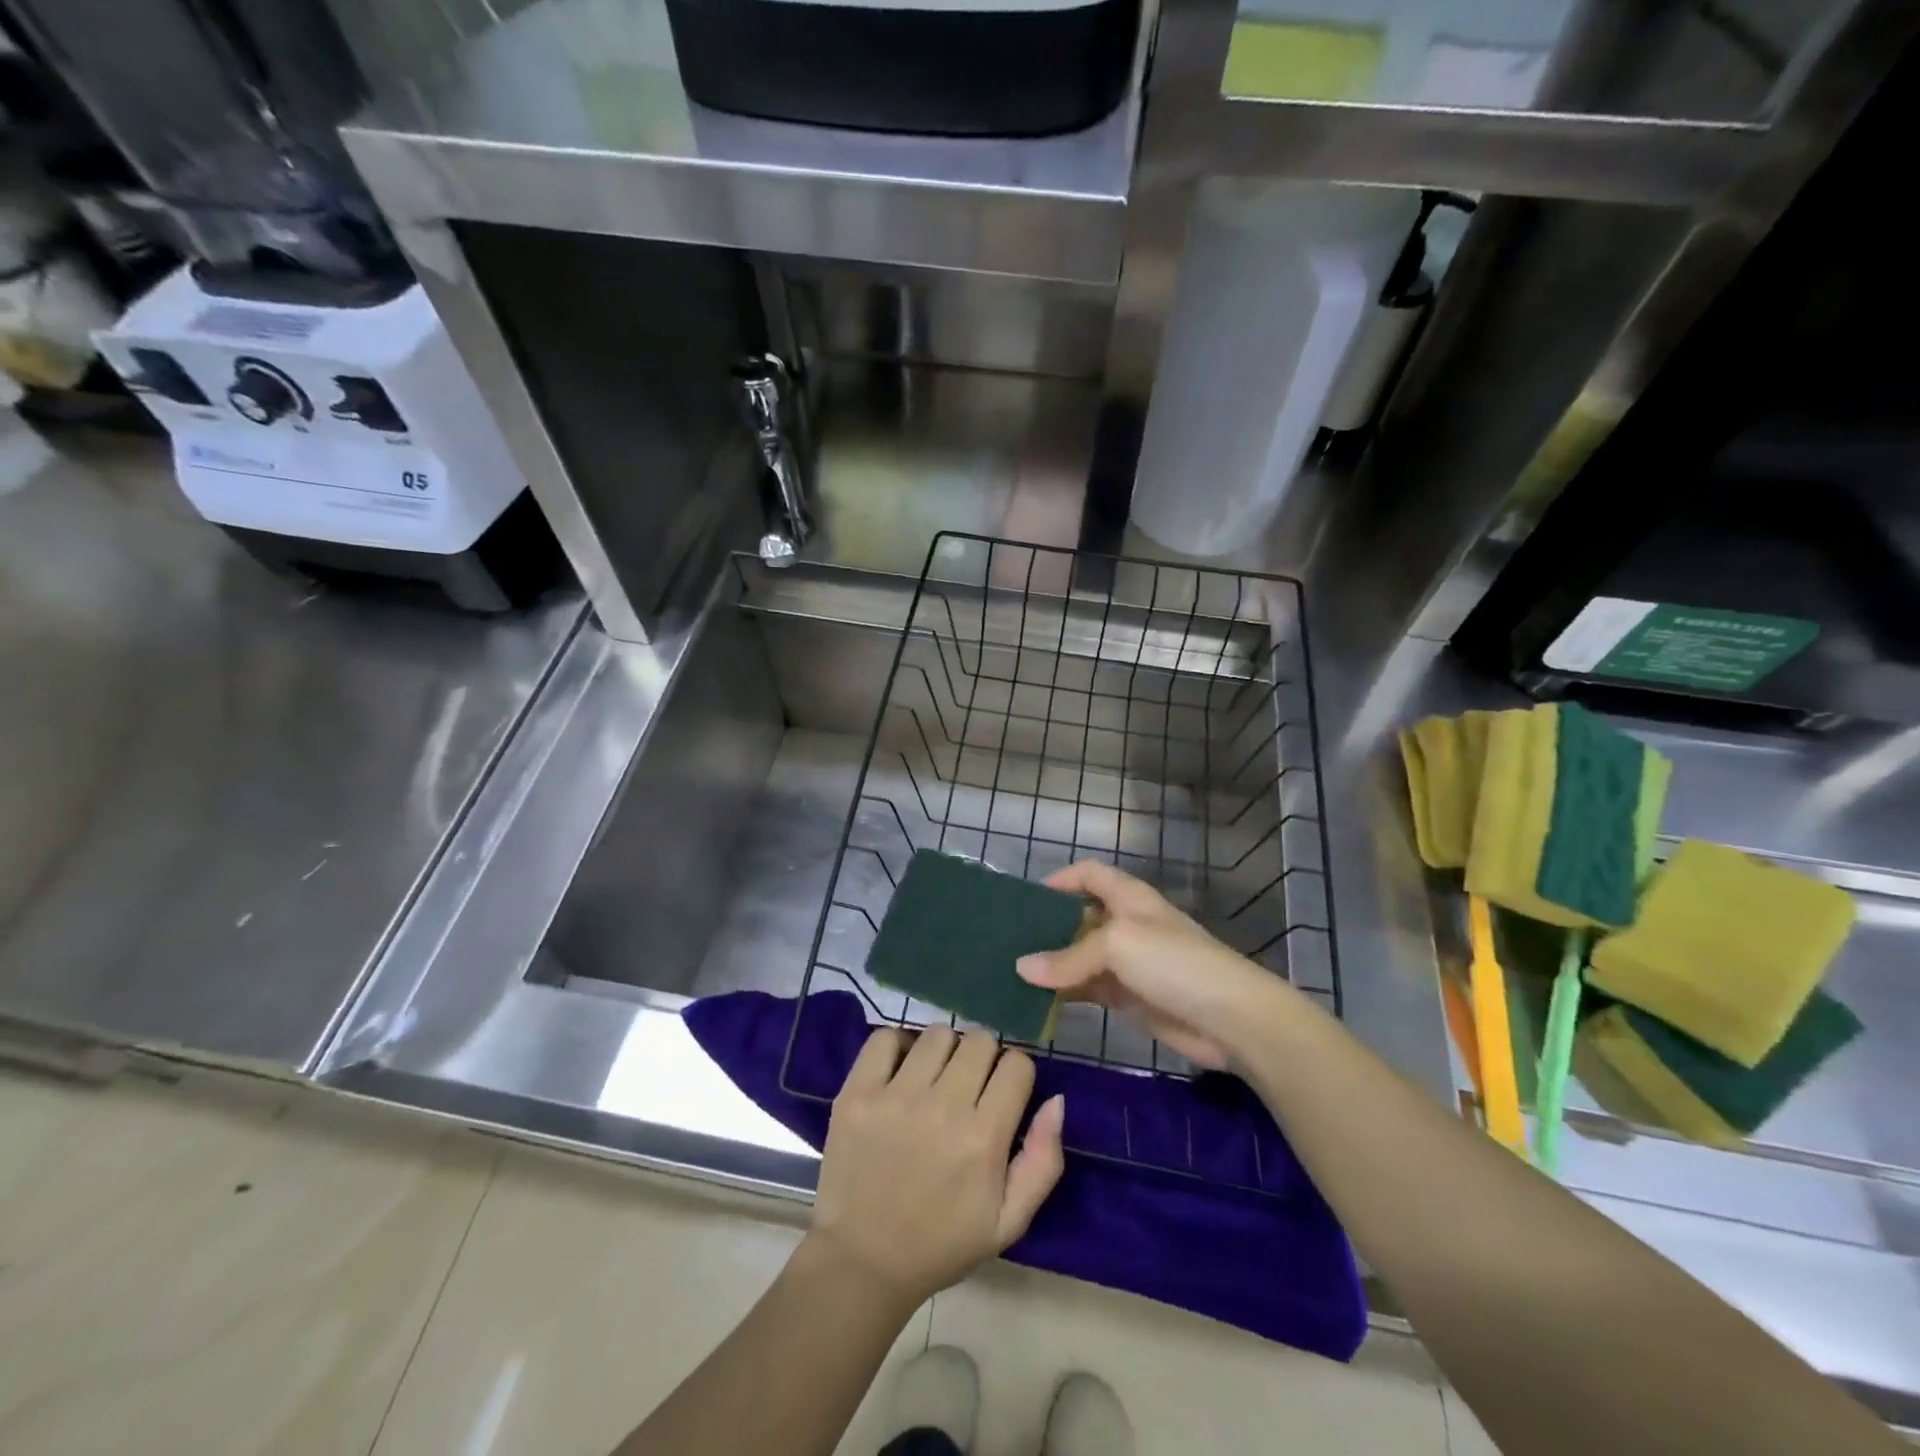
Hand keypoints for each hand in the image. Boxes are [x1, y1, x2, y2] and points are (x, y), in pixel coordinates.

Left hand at [807, 1027, 1064, 1307]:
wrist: (863, 1262)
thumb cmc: (942, 1243)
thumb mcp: (1008, 1221)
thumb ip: (1043, 1161)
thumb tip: (1057, 1100)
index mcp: (982, 1140)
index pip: (1016, 1064)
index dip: (1015, 1076)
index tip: (1002, 1094)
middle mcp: (941, 1108)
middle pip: (979, 1041)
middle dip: (983, 1058)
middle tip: (969, 1087)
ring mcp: (894, 1097)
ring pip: (938, 1033)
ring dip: (944, 1051)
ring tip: (934, 1079)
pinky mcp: (857, 1093)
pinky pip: (885, 1037)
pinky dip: (897, 1046)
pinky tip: (900, 1071)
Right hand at [1015, 860, 1292, 1069]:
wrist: (1231, 1018)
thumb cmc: (1174, 963)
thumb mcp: (1117, 946)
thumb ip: (1068, 957)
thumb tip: (1021, 968)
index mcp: (1129, 897)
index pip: (1090, 874)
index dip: (1061, 879)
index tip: (1027, 898)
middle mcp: (1127, 924)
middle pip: (1081, 916)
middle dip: (1048, 925)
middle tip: (1008, 940)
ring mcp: (1129, 963)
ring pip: (1082, 956)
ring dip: (1053, 963)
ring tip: (1013, 972)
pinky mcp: (1131, 997)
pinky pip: (1090, 989)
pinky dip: (1066, 993)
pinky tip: (1039, 1001)